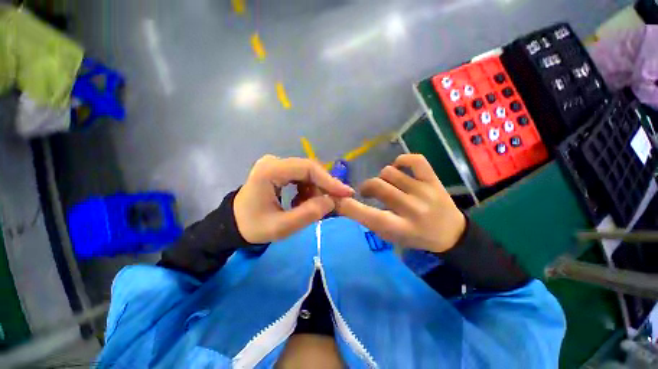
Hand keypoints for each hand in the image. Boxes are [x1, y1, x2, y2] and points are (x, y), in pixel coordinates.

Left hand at [234, 155, 353, 243]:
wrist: (233, 223)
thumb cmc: (253, 227)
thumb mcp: (281, 227)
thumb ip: (308, 214)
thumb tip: (331, 201)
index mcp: (270, 171)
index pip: (307, 169)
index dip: (329, 180)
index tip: (346, 192)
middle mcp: (273, 162)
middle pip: (308, 169)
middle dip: (324, 186)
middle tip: (334, 202)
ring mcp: (275, 164)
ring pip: (306, 172)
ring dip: (315, 189)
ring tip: (312, 206)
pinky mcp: (278, 169)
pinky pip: (300, 176)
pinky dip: (307, 189)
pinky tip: (302, 201)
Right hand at [337, 154, 465, 252]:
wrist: (451, 234)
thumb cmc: (415, 237)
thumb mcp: (390, 236)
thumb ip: (370, 220)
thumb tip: (348, 203)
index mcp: (400, 228)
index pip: (368, 215)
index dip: (348, 206)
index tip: (337, 199)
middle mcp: (411, 209)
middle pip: (378, 186)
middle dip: (366, 187)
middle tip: (367, 192)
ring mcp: (424, 191)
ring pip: (390, 172)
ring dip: (383, 178)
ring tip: (388, 185)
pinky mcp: (434, 180)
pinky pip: (414, 160)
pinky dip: (402, 161)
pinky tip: (399, 169)